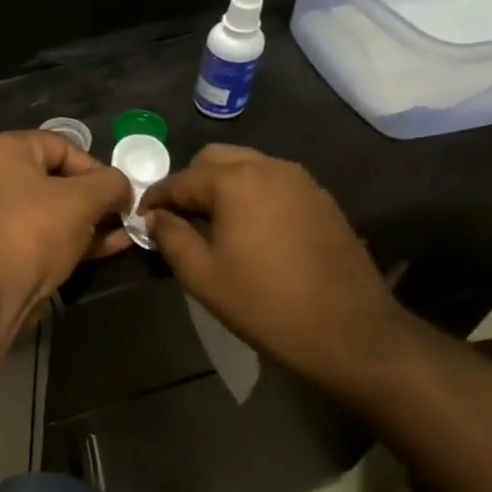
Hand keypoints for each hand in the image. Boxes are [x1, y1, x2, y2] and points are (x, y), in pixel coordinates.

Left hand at [0, 131, 133, 334]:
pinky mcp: (11, 247)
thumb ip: (111, 184)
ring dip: (95, 219)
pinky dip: (80, 237)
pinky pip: (51, 233)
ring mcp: (3, 214)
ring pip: (58, 209)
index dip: (97, 166)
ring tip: (129, 229)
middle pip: (61, 178)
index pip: (63, 146)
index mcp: (7, 151)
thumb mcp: (83, 199)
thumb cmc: (35, 230)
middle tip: (128, 211)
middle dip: (99, 196)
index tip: (121, 190)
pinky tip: (115, 246)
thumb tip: (124, 188)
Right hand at [141, 144, 407, 387]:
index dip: (155, 199)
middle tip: (177, 218)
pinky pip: (273, 183)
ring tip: (210, 224)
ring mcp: (301, 181)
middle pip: (214, 160)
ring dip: (221, 186)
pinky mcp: (321, 199)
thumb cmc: (265, 303)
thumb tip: (154, 217)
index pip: (180, 180)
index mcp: (236, 181)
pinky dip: (251, 194)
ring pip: (247, 167)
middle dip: (189, 183)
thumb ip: (171, 237)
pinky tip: (248, 229)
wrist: (350, 331)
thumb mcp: (202, 275)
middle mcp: (269, 168)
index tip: (141, 220)